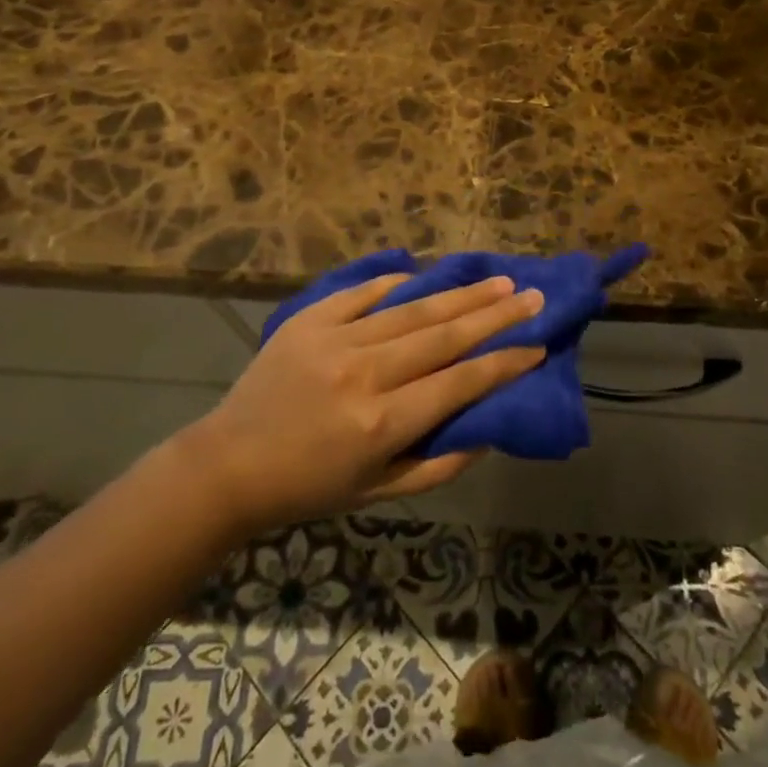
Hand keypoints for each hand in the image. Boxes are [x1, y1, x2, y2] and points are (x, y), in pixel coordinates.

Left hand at [186, 274, 544, 532]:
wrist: (230, 463)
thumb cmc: (311, 486)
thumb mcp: (379, 492)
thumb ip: (439, 465)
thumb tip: (487, 429)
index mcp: (382, 423)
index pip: (459, 384)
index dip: (503, 364)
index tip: (537, 346)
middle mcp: (364, 374)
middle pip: (443, 335)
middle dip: (495, 315)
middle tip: (531, 296)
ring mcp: (335, 339)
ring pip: (412, 308)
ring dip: (460, 293)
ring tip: (498, 280)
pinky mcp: (311, 319)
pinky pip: (365, 292)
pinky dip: (400, 282)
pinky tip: (428, 274)